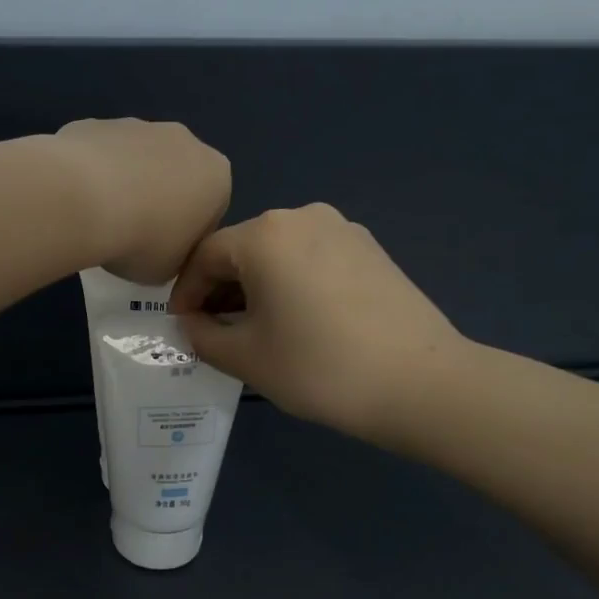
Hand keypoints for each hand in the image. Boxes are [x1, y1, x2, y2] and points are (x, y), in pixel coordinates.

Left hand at [55, 119, 231, 283]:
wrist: (84, 202)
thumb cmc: (143, 242)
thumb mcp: (171, 269)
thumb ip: (177, 255)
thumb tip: (163, 246)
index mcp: (216, 177)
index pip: (210, 210)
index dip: (186, 235)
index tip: (162, 252)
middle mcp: (185, 141)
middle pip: (176, 176)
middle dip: (158, 200)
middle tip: (132, 235)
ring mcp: (139, 126)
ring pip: (137, 161)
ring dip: (126, 185)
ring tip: (100, 219)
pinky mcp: (97, 122)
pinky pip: (100, 155)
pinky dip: (92, 174)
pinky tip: (78, 199)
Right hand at [170, 204, 471, 445]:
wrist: (418, 383)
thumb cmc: (318, 368)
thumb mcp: (244, 357)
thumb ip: (202, 335)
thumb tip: (192, 322)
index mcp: (265, 234)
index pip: (204, 256)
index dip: (184, 292)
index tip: (180, 326)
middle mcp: (303, 216)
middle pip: (243, 249)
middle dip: (220, 289)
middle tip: (212, 331)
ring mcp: (343, 229)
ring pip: (279, 254)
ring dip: (256, 287)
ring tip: (253, 330)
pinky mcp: (371, 250)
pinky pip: (312, 260)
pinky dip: (291, 284)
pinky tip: (297, 322)